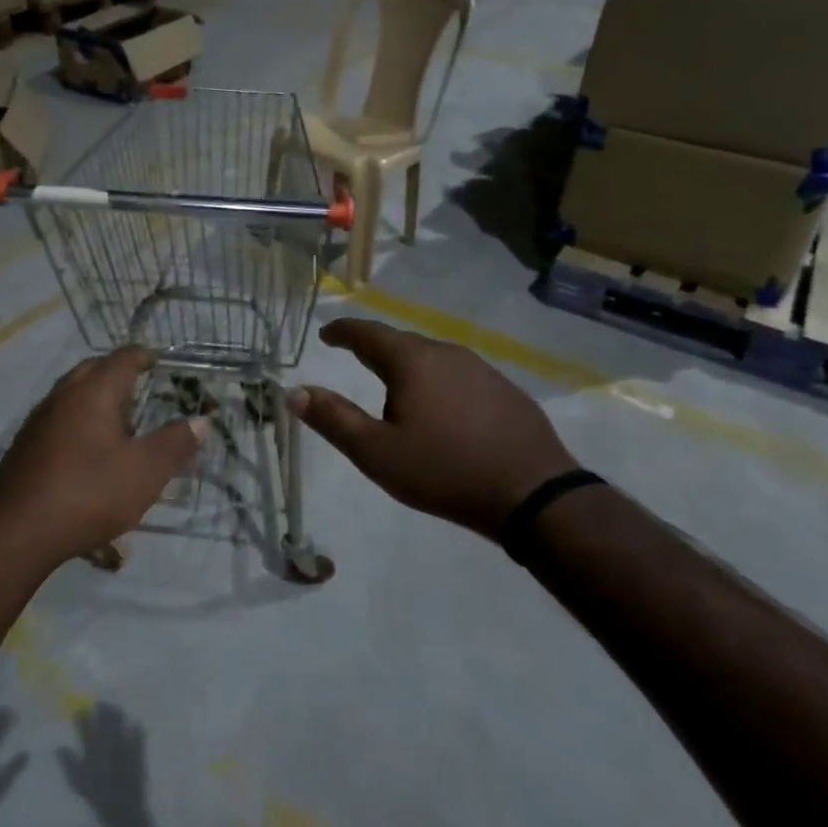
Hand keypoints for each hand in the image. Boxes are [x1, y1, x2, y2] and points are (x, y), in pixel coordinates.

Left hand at [0, 348, 204, 571]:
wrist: (15, 533)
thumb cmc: (88, 493)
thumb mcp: (145, 472)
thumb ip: (175, 443)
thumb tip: (200, 420)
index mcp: (93, 392)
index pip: (122, 359)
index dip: (143, 356)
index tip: (159, 360)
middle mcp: (62, 396)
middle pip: (93, 370)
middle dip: (118, 373)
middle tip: (142, 388)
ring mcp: (38, 421)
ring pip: (72, 394)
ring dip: (97, 399)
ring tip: (120, 423)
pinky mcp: (25, 446)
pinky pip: (59, 418)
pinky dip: (79, 421)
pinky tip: (89, 452)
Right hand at [57, 703, 147, 815]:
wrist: (123, 811)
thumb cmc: (98, 798)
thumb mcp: (78, 784)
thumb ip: (68, 764)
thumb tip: (58, 747)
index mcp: (93, 752)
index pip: (85, 727)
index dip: (82, 716)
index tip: (80, 709)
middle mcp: (108, 745)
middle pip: (105, 718)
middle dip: (103, 708)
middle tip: (100, 704)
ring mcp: (125, 745)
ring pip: (120, 720)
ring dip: (116, 712)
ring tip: (113, 710)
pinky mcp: (138, 749)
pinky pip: (138, 732)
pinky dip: (135, 726)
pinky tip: (134, 724)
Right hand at [290, 317, 579, 539]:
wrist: (533, 495)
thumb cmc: (444, 471)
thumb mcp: (376, 452)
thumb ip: (333, 419)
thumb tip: (294, 392)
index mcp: (412, 361)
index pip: (368, 333)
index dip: (343, 331)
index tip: (327, 333)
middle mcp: (447, 353)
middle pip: (402, 343)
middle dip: (375, 350)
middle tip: (356, 360)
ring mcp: (482, 369)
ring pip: (433, 359)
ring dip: (409, 368)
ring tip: (397, 391)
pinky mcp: (506, 390)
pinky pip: (460, 376)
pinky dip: (439, 384)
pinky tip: (443, 410)